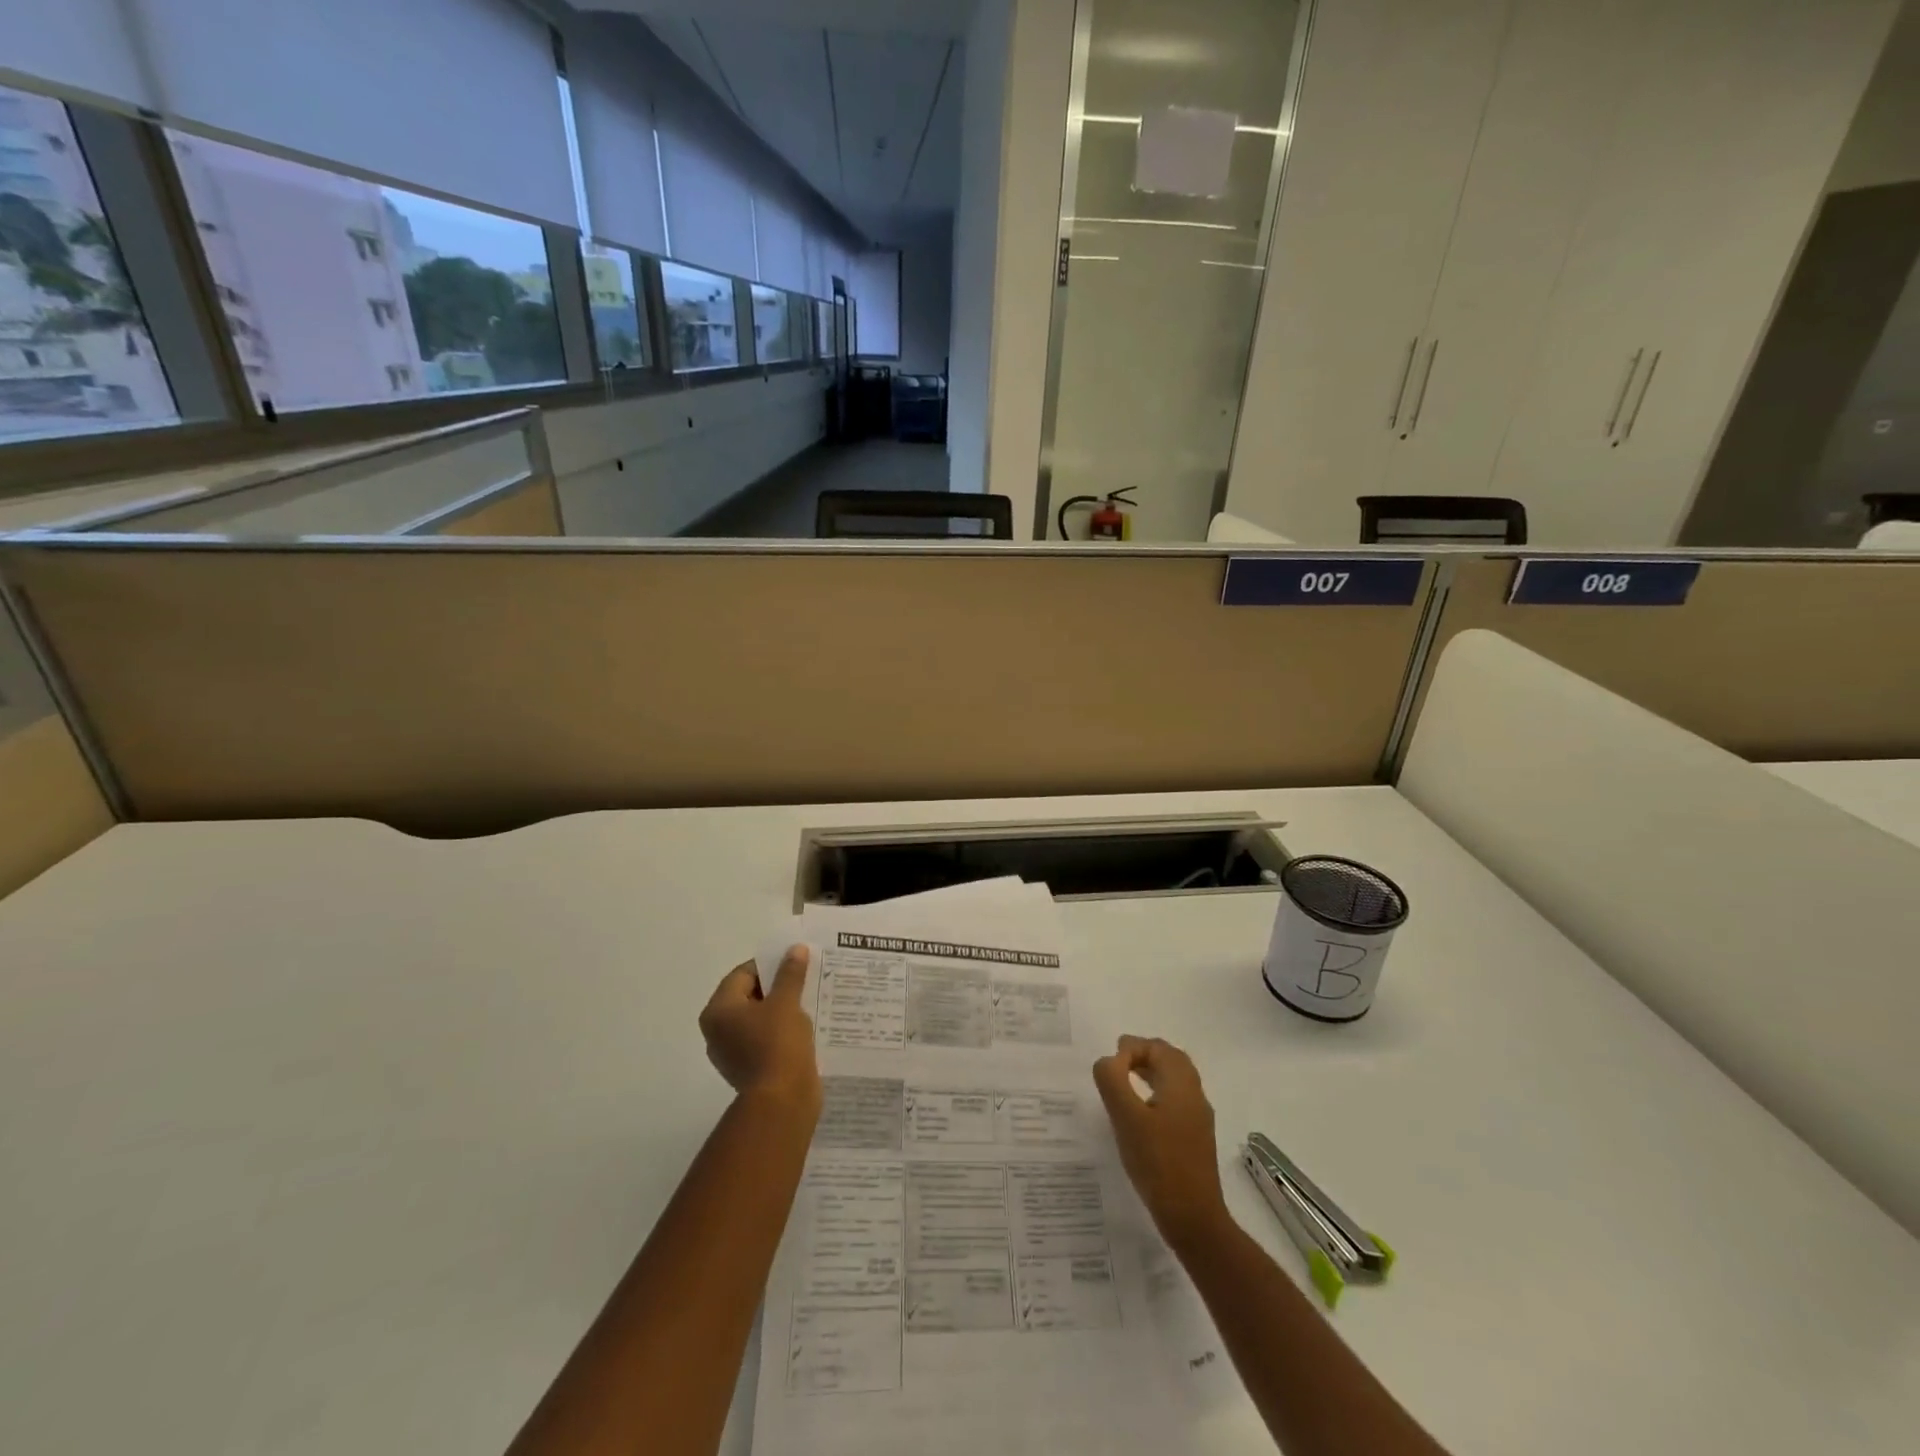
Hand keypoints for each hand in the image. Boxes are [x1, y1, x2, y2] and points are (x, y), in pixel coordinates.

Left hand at [699, 946, 820, 1113]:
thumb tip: (794, 949)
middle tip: (805, 978)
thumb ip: (790, 973)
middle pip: (749, 996)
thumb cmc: (778, 1044)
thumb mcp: (787, 1002)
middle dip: (777, 986)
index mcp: (718, 1011)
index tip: (795, 962)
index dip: (769, 964)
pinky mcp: (749, 1069)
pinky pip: (764, 1039)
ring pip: (758, 1019)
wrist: (782, 1102)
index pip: (743, 974)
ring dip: (781, 1009)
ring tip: (809, 1000)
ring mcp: (732, 1052)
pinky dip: (781, 1031)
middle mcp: (718, 1031)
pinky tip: (804, 1027)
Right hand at [1093, 1035, 1228, 1250]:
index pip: (1157, 1048)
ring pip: (1175, 1079)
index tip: (1108, 1067)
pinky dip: (1157, 1091)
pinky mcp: (1195, 1137)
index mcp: (1181, 1084)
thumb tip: (1107, 1061)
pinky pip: (1176, 1099)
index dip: (1131, 1048)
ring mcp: (1198, 1117)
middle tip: (1116, 1062)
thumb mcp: (1126, 1118)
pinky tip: (1141, 1111)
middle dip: (1143, 1053)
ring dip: (1151, 1071)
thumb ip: (1112, 1080)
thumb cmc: (1158, 1163)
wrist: (1193, 1218)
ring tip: (1124, 1080)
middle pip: (1171, 1059)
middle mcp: (1194, 1094)